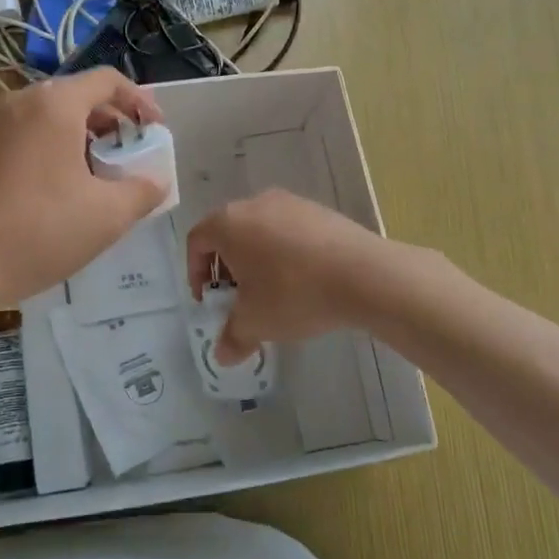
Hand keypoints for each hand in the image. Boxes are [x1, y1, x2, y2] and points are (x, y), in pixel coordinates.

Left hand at [0, 69, 163, 307]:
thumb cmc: (42, 230)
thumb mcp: (108, 215)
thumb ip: (144, 190)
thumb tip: (156, 181)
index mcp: (54, 104)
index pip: (107, 80)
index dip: (139, 101)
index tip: (153, 131)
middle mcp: (20, 101)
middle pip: (77, 95)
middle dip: (110, 120)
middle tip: (128, 153)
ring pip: (49, 114)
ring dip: (81, 134)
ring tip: (97, 172)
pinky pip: (25, 132)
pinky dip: (51, 145)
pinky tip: (58, 185)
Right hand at [185, 189, 394, 363]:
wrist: (363, 274)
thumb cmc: (294, 293)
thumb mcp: (256, 322)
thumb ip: (233, 337)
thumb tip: (222, 355)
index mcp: (228, 223)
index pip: (197, 241)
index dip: (195, 273)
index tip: (209, 301)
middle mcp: (255, 203)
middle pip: (228, 233)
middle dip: (227, 268)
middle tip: (238, 299)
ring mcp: (290, 202)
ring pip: (260, 231)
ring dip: (257, 260)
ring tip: (272, 292)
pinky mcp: (319, 210)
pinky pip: (289, 231)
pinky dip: (285, 253)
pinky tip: (303, 280)